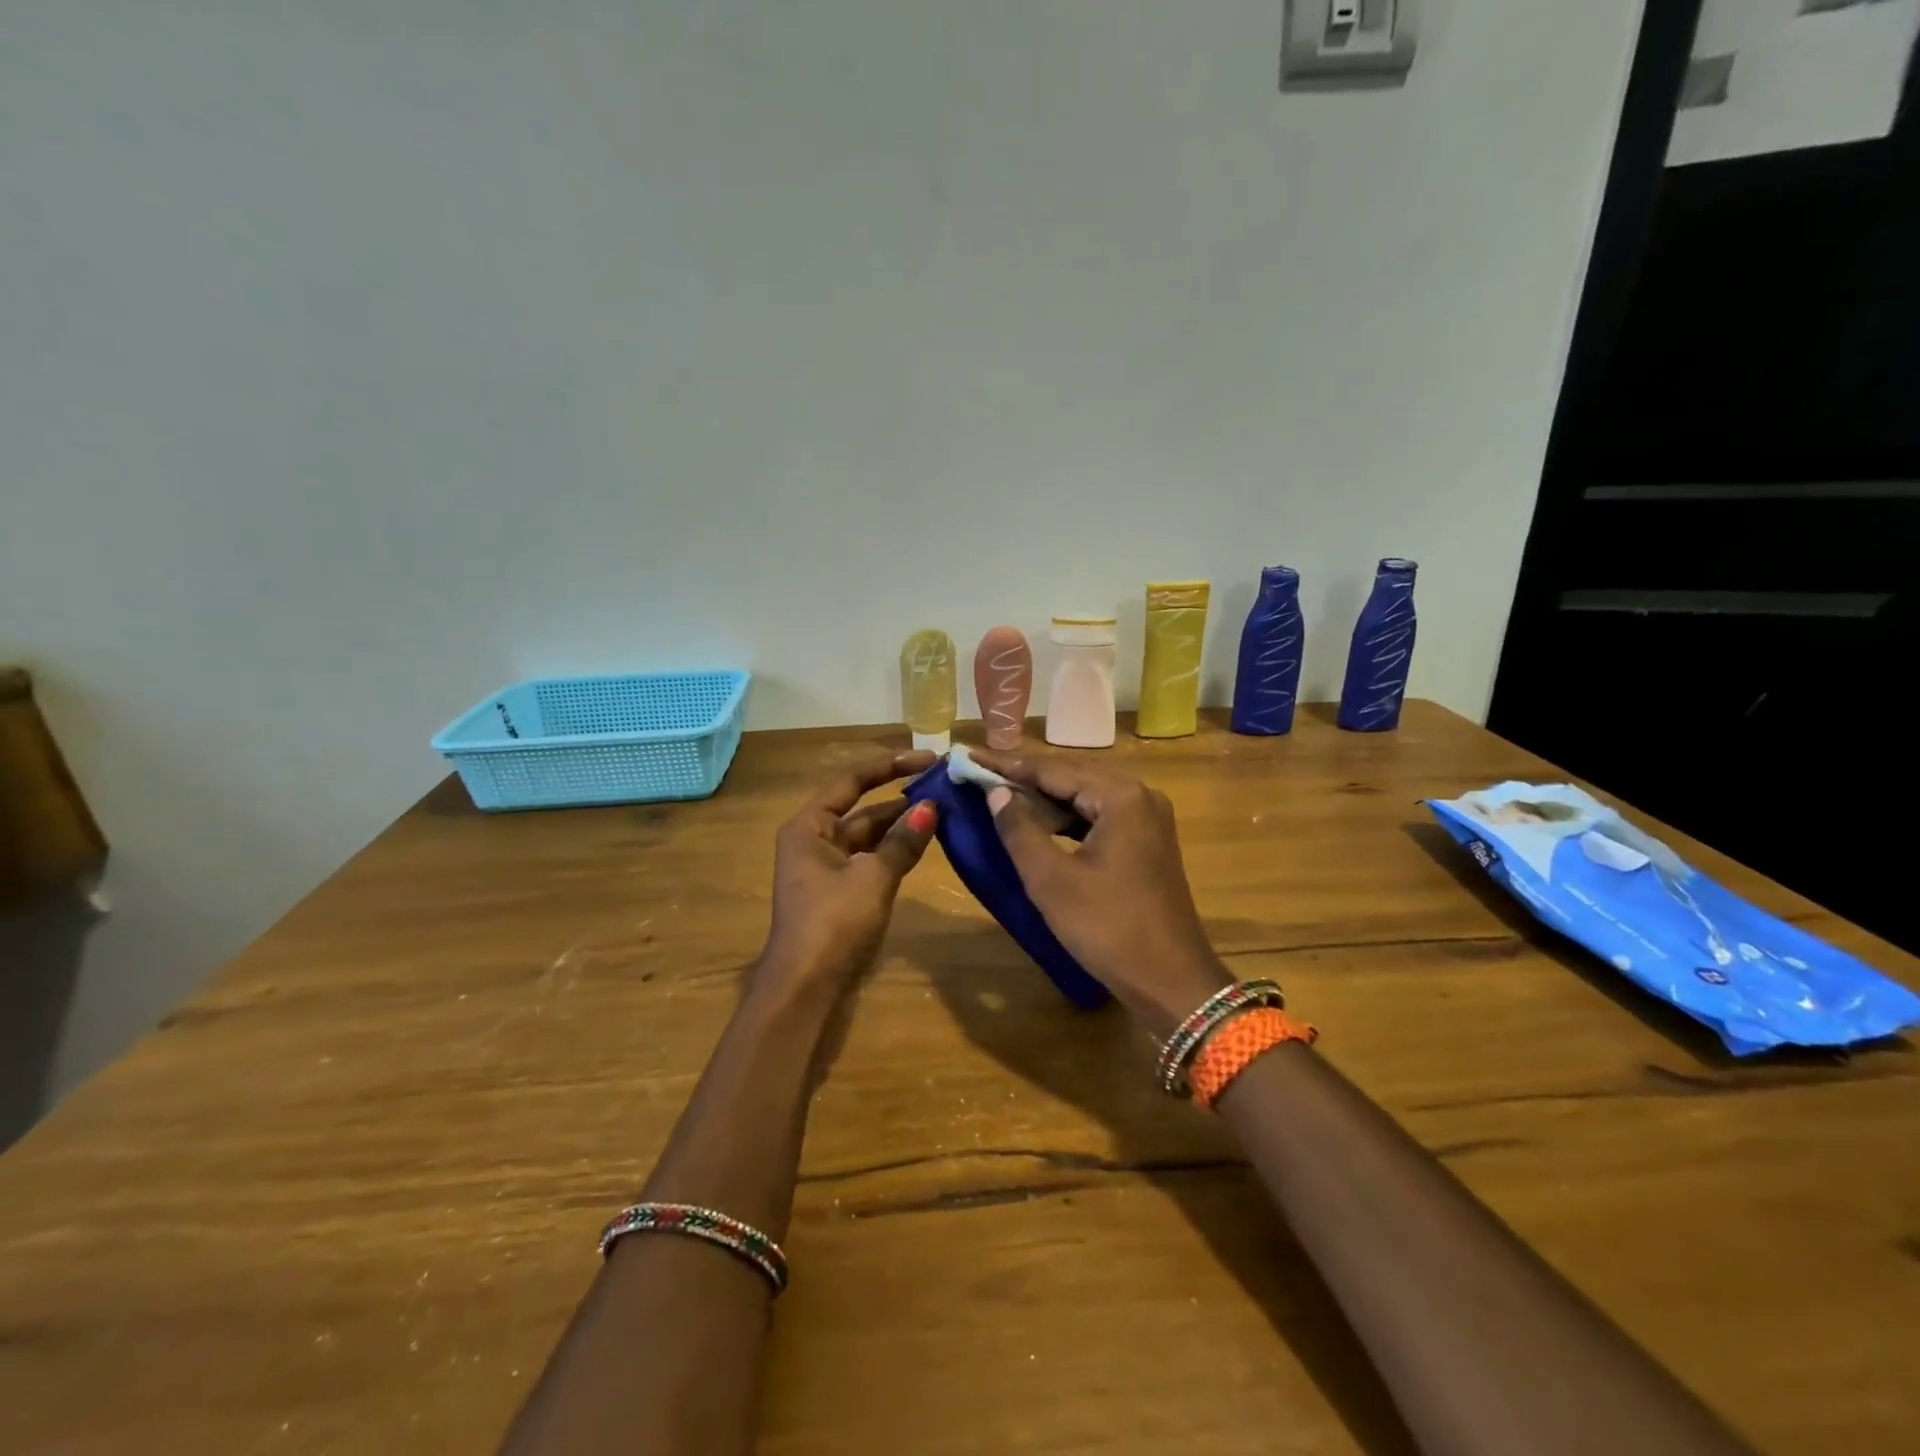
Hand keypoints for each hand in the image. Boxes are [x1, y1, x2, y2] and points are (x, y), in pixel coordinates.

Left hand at [755, 752, 940, 1003]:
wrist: (806, 987)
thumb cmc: (833, 922)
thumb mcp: (873, 877)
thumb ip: (903, 841)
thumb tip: (931, 807)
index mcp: (809, 827)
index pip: (852, 782)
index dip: (890, 766)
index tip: (927, 759)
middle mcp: (814, 840)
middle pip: (862, 809)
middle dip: (901, 799)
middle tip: (944, 787)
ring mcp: (827, 868)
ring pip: (870, 836)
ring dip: (901, 826)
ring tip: (943, 810)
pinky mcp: (840, 892)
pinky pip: (871, 860)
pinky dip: (895, 851)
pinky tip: (925, 843)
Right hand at [970, 750, 1230, 1036]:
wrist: (1172, 982)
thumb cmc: (1108, 928)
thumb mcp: (1052, 880)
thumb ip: (1019, 829)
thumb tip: (996, 792)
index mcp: (1120, 796)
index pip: (1052, 769)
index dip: (1006, 765)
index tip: (967, 757)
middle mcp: (1139, 796)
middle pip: (1070, 778)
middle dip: (1023, 779)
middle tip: (978, 775)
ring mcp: (1147, 820)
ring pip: (1084, 799)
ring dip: (1043, 802)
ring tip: (998, 798)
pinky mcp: (1146, 844)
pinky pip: (1097, 820)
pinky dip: (1065, 823)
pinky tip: (1036, 827)